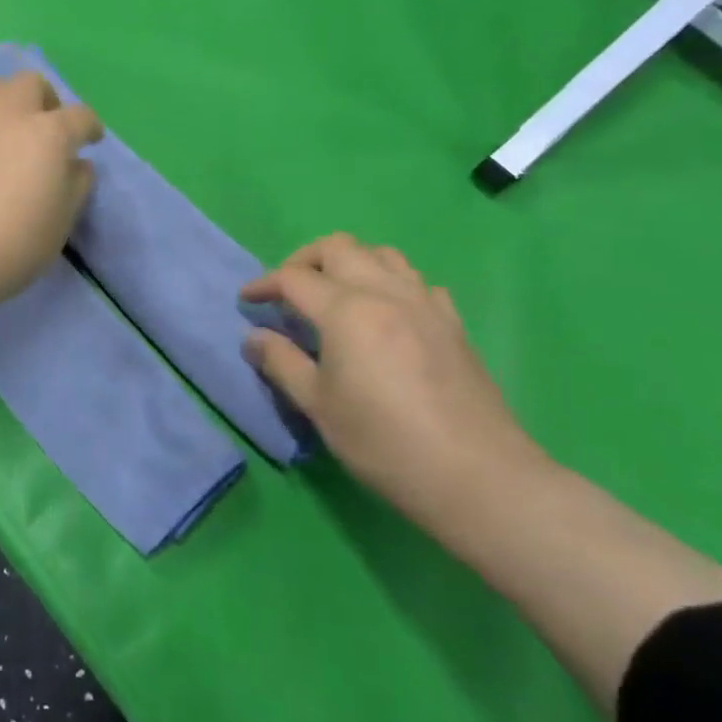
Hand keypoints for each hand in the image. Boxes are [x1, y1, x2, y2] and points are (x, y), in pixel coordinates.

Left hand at [0, 71, 103, 318]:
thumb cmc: (11, 246)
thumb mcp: (60, 224)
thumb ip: (76, 186)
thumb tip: (77, 164)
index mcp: (48, 133)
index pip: (80, 116)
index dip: (89, 128)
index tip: (89, 140)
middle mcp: (6, 112)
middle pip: (31, 83)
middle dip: (43, 101)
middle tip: (43, 129)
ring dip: (0, 100)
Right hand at [241, 234, 538, 509]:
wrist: (475, 474)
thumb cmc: (382, 441)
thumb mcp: (317, 406)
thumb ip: (281, 363)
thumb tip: (254, 338)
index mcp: (346, 310)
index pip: (294, 278)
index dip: (264, 284)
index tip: (247, 300)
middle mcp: (385, 293)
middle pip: (338, 247)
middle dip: (304, 260)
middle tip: (287, 292)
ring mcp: (425, 304)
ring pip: (382, 255)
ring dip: (350, 263)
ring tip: (334, 295)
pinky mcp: (452, 323)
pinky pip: (416, 282)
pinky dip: (390, 283)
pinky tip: (386, 314)